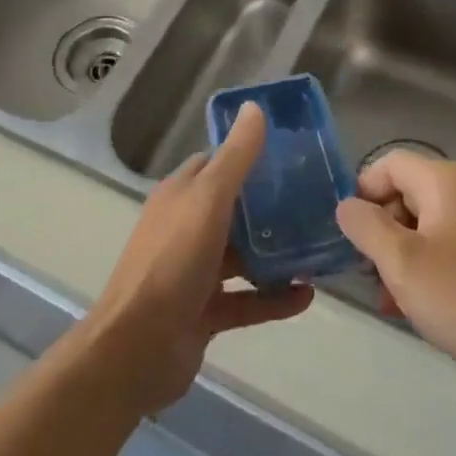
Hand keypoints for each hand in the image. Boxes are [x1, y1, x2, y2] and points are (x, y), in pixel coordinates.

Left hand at [81, 103, 312, 414]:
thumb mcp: (209, 200)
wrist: (137, 348)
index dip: (249, 157)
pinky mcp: (204, 313)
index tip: (289, 157)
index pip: (216, 165)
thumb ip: (236, 157)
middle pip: (233, 211)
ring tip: (318, 250)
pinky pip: (246, 301)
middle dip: (270, 210)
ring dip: (276, 255)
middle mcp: (185, 228)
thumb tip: (254, 106)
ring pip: (242, 257)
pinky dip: (274, 299)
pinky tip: (308, 296)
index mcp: (181, 195)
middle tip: (315, 205)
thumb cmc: (173, 261)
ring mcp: (193, 273)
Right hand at [336, 153, 455, 401]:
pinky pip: (452, 243)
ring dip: (403, 254)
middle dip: (383, 230)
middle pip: (408, 192)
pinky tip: (422, 305)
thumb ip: (366, 226)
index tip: (351, 237)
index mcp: (447, 179)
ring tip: (392, 299)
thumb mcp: (402, 264)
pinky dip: (430, 265)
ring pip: (428, 222)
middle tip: (370, 274)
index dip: (363, 193)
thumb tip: (346, 205)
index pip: (389, 164)